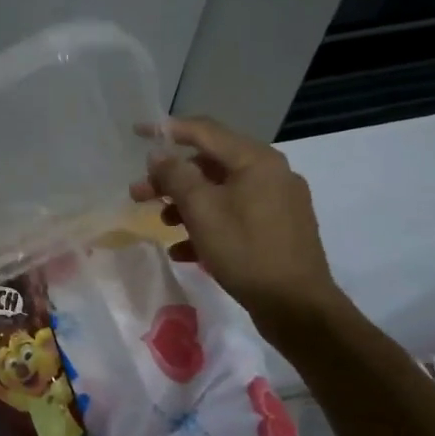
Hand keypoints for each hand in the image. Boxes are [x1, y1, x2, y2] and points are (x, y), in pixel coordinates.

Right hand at [129, 116, 341, 334]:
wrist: (297, 306)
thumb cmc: (246, 251)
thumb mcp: (202, 211)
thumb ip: (176, 176)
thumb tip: (159, 155)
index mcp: (256, 160)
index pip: (205, 131)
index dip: (168, 130)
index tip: (137, 132)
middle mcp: (271, 173)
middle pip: (210, 165)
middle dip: (171, 179)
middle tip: (138, 194)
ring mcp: (277, 203)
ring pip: (221, 193)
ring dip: (186, 204)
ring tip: (162, 224)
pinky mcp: (278, 230)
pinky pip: (235, 217)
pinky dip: (208, 226)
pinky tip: (184, 251)